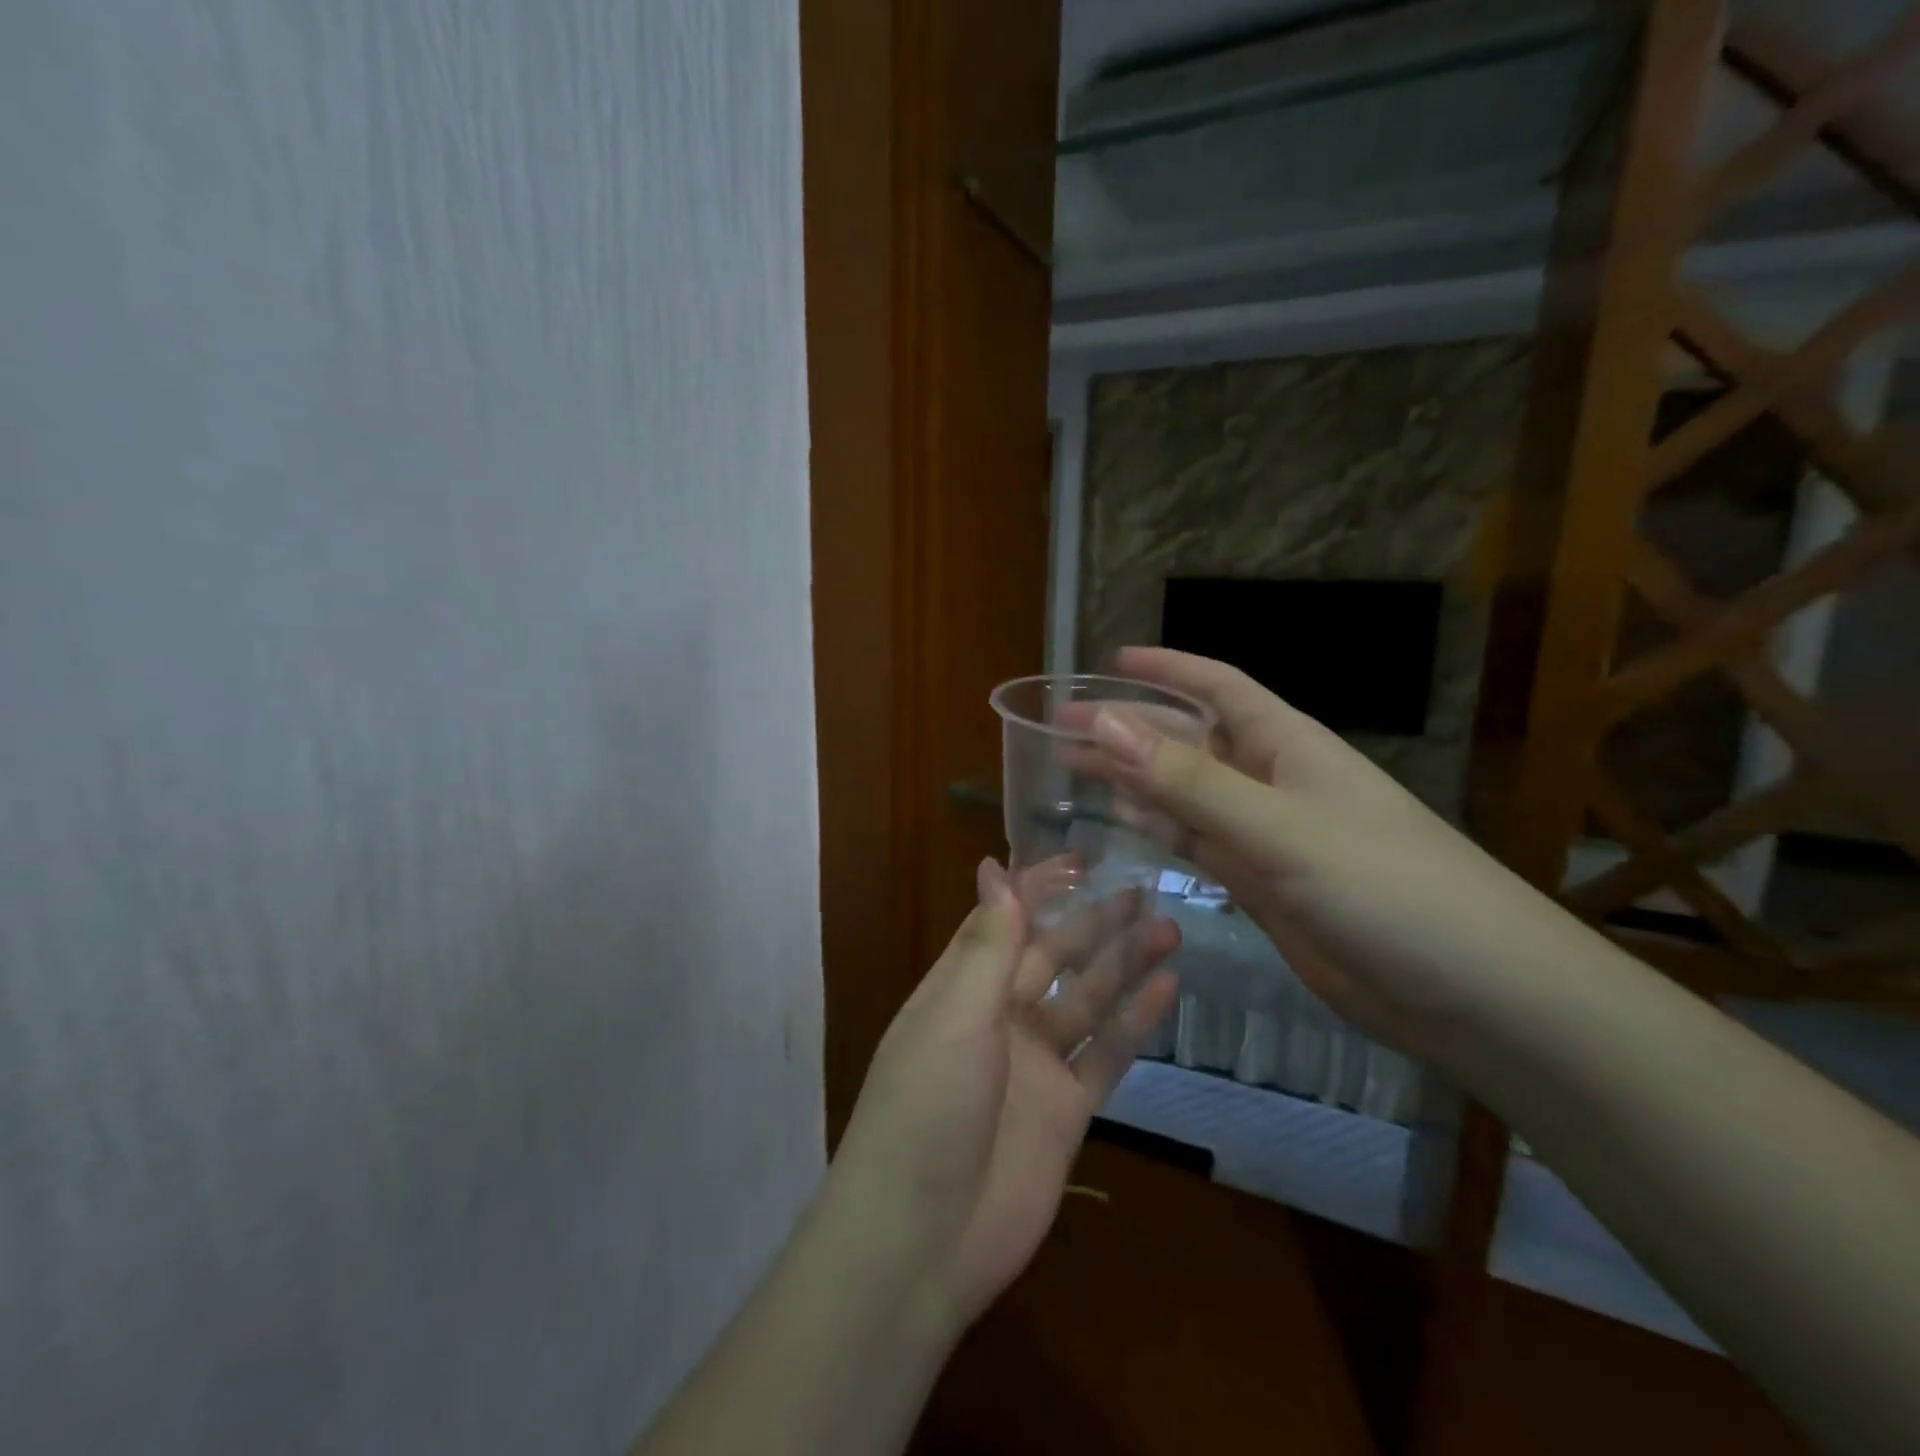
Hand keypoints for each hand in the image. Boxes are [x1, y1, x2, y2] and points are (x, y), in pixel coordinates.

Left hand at [824, 860, 1179, 1335]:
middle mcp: (997, 1018)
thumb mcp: (956, 1015)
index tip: (1081, 859)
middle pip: (1052, 956)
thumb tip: (995, 868)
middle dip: (1092, 923)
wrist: (924, 1239)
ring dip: (1122, 965)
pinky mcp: (1066, 1110)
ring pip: (1086, 1000)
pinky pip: (1106, 1055)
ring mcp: (1034, 1065)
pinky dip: (1135, 1023)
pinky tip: (1167, 990)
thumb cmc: (927, 1108)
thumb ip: (987, 945)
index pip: (1002, 921)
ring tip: (1167, 929)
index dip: (1038, 888)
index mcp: (960, 988)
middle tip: (1143, 889)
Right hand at [1084, 647, 1557, 1064]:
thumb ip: (1191, 782)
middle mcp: (1273, 781)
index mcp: (1288, 746)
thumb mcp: (1281, 828)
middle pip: (1189, 740)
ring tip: (1073, 769)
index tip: (1109, 662)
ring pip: (1186, 794)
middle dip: (1129, 729)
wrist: (1473, 995)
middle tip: (1060, 727)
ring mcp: (1267, 835)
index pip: (1218, 688)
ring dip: (1134, 779)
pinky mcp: (1262, 885)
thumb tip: (1107, 723)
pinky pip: (1198, 843)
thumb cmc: (1386, 889)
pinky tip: (1123, 820)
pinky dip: (1159, 829)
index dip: (1166, 670)